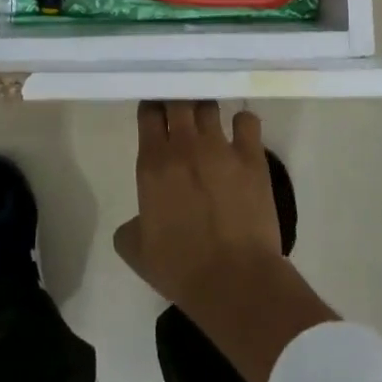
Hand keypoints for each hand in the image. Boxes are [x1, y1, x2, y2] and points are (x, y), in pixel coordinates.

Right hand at [113, 101, 282, 310]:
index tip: (155, 114)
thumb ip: (130, 224)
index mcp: (152, 163)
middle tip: (180, 113)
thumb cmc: (180, 268)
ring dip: (205, 109)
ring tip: (208, 121)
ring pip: (209, 106)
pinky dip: (242, 122)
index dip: (152, 109)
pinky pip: (246, 121)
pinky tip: (240, 133)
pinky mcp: (252, 158)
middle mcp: (184, 145)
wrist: (234, 281)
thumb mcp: (135, 250)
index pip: (149, 113)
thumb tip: (139, 217)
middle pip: (178, 100)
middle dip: (177, 101)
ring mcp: (220, 148)